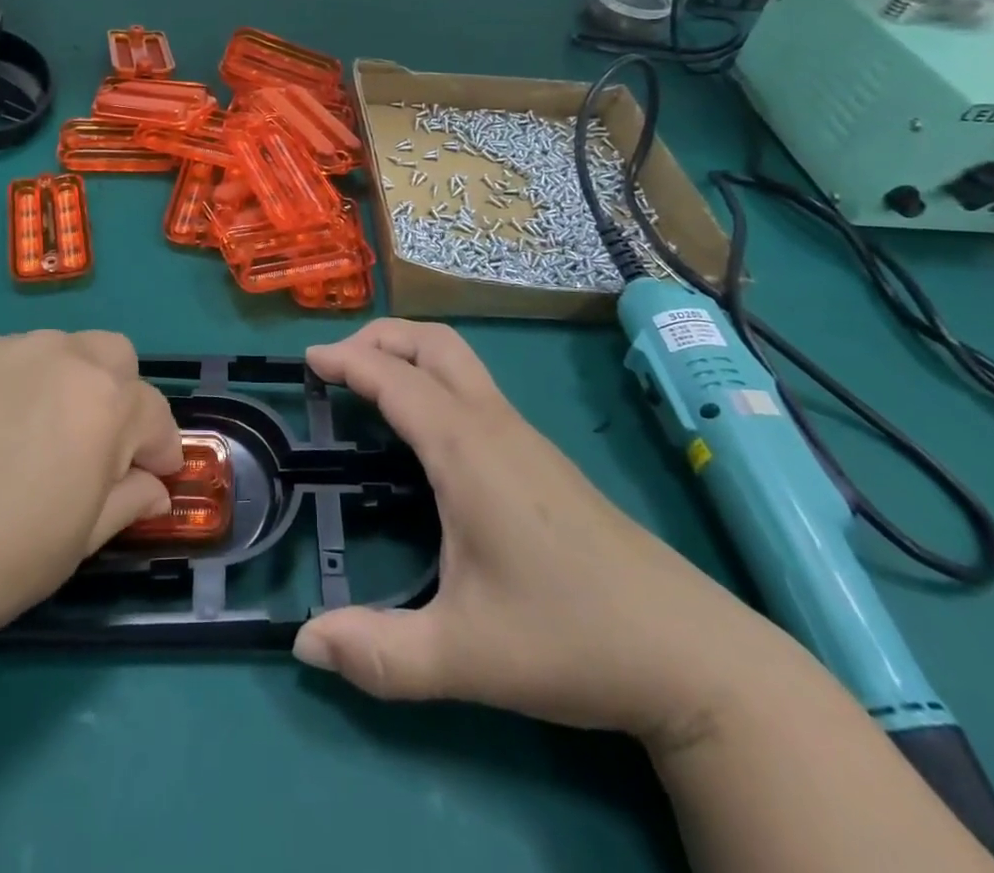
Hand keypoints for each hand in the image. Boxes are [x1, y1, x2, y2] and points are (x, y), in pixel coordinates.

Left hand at [0, 330, 181, 669]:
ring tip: (46, 431)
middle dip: (123, 396)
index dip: (161, 450)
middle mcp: (66, 359)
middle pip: (118, 358)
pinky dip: (29, 380)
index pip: (155, 415)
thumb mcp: (76, 543)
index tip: (155, 477)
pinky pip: (19, 355)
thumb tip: (154, 488)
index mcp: (105, 405)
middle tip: (101, 445)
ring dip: (76, 382)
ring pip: (67, 349)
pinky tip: (0, 424)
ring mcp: (12, 350)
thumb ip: (127, 502)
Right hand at [294, 320, 787, 749]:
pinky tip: (424, 429)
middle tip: (336, 362)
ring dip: (409, 354)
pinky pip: (475, 390)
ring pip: (459, 362)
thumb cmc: (570, 639)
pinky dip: (433, 379)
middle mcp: (494, 426)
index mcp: (467, 450)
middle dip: (381, 337)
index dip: (346, 361)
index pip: (394, 379)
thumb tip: (303, 644)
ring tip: (369, 383)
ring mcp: (524, 437)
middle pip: (434, 344)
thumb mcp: (464, 657)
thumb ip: (379, 653)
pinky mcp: (541, 456)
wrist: (690, 653)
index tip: (307, 360)